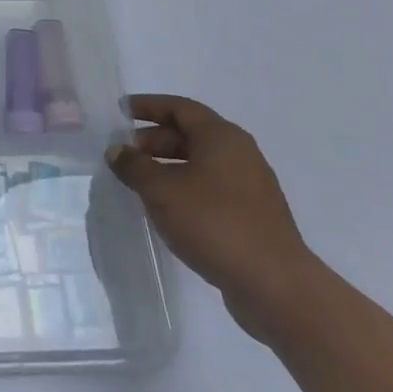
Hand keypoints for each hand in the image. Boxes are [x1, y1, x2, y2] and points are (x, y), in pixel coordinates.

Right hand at [108, 95, 320, 340]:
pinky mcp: (253, 216)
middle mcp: (240, 154)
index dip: (147, 106)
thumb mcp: (160, 190)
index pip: (179, 107)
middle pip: (190, 134)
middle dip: (154, 140)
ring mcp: (250, 186)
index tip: (119, 111)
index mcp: (221, 137)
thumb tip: (117, 150)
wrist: (275, 286)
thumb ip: (134, 166)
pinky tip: (167, 208)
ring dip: (167, 166)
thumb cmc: (214, 223)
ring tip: (139, 182)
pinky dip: (185, 188)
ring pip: (200, 163)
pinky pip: (211, 188)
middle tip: (124, 154)